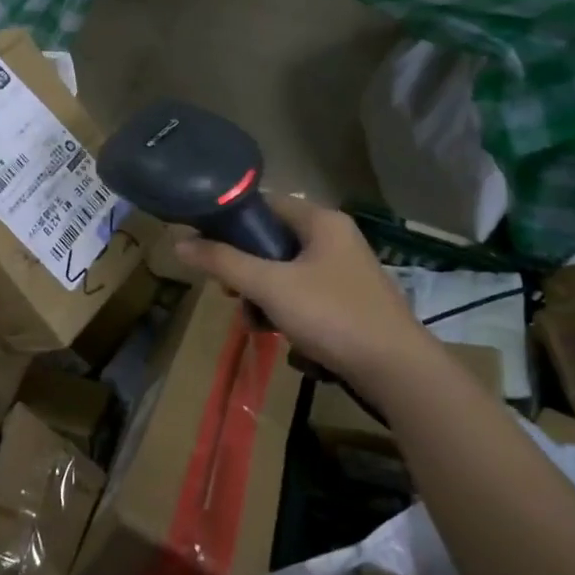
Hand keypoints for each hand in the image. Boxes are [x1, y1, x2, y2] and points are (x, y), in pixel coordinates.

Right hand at [172, 195, 430, 380]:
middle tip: (229, 291)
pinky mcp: (347, 301)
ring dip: (262, 295)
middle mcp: (334, 238)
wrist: (395, 371)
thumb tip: (179, 243)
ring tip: (255, 322)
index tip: (205, 244)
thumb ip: (223, 262)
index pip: (265, 204)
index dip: (231, 220)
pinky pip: (302, 294)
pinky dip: (285, 310)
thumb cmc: (331, 315)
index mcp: (321, 222)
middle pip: (271, 241)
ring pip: (284, 272)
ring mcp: (343, 271)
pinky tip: (278, 334)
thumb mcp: (269, 286)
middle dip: (244, 268)